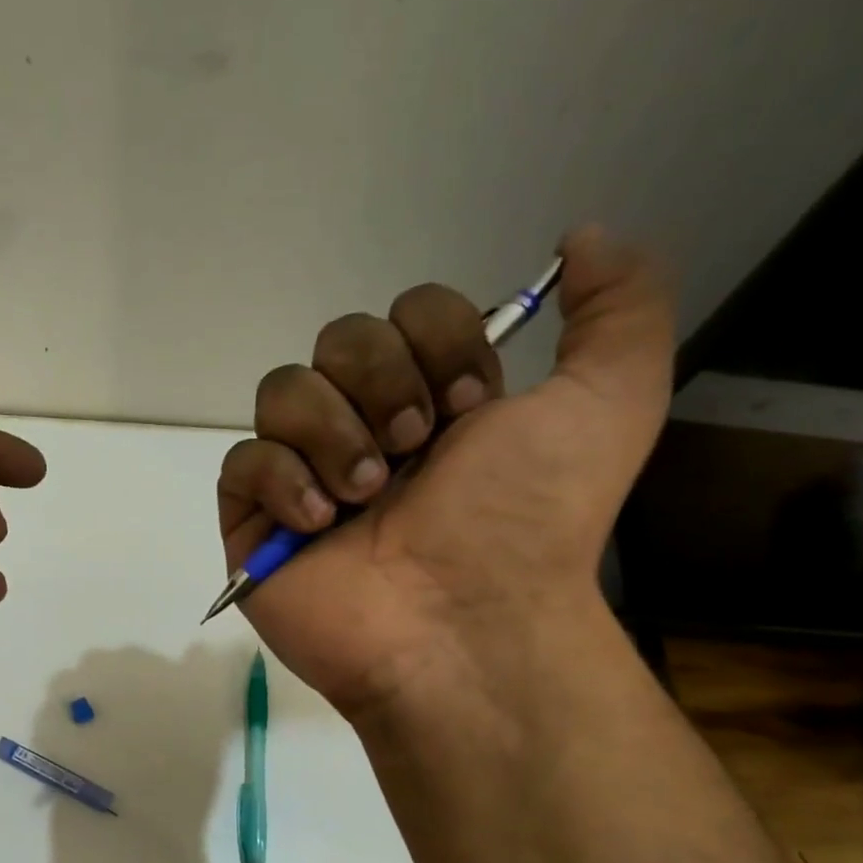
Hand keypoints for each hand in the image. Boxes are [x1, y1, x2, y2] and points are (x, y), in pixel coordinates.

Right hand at [218, 228, 673, 722]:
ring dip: (332, 433)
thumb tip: (584, 235)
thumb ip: (620, 308)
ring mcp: (305, 474)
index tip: (473, 409)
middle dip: (382, 383)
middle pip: (337, 339)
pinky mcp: (256, 521)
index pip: (405, 313)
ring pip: (281, 391)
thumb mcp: (610, 403)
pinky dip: (280, 480)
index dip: (437, 343)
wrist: (463, 626)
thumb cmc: (527, 522)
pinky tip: (321, 522)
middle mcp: (366, 428)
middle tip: (415, 450)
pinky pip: (242, 462)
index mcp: (434, 400)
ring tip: (366, 497)